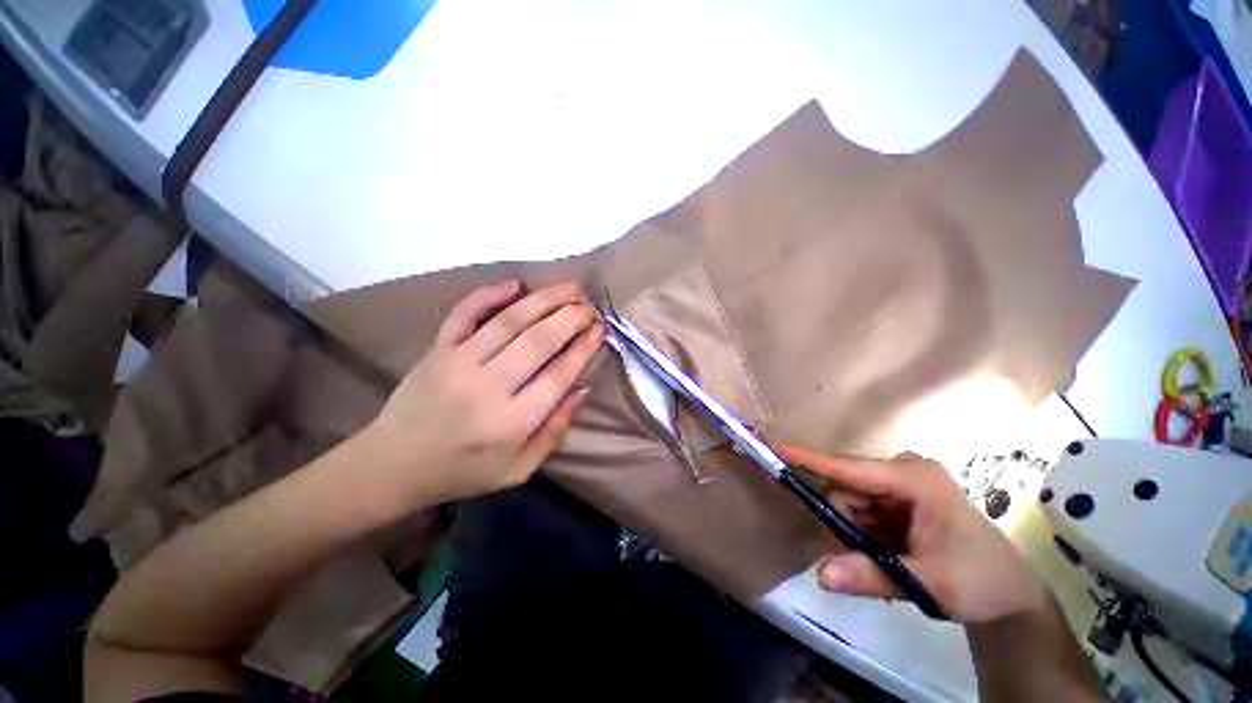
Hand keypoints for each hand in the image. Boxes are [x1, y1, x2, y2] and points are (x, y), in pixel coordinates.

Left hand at [362, 281, 603, 510]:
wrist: (393, 465)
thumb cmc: (463, 471)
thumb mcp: (518, 469)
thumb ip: (554, 431)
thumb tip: (581, 389)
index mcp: (511, 423)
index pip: (558, 376)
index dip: (583, 349)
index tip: (599, 330)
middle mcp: (487, 388)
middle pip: (538, 342)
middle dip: (569, 319)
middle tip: (588, 307)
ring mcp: (458, 363)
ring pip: (508, 322)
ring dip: (543, 300)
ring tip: (568, 288)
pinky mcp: (436, 350)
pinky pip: (463, 314)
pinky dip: (488, 294)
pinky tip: (514, 284)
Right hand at [775, 444, 1049, 622]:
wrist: (1012, 594)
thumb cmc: (981, 581)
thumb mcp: (929, 584)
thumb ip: (873, 576)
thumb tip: (820, 575)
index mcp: (912, 479)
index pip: (845, 467)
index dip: (804, 457)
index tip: (768, 444)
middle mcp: (900, 472)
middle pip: (843, 488)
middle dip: (844, 525)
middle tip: (865, 562)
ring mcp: (898, 484)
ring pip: (847, 502)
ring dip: (854, 534)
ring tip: (886, 564)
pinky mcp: (896, 498)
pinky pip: (859, 511)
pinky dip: (862, 535)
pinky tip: (887, 556)